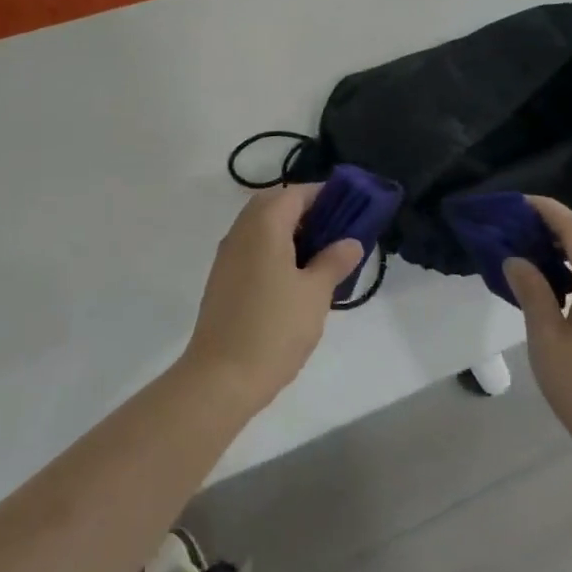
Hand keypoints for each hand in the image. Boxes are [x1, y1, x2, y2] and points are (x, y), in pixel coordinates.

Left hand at [183, 185, 361, 411]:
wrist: (220, 377)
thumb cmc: (274, 329)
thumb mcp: (315, 294)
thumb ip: (334, 261)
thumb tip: (350, 241)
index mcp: (264, 225)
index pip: (295, 193)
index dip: (324, 195)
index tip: (350, 209)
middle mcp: (241, 231)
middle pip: (274, 204)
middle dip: (305, 211)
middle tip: (335, 231)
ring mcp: (227, 255)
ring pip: (260, 227)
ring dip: (288, 231)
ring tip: (320, 256)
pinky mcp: (222, 279)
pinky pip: (251, 248)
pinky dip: (273, 249)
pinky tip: (294, 278)